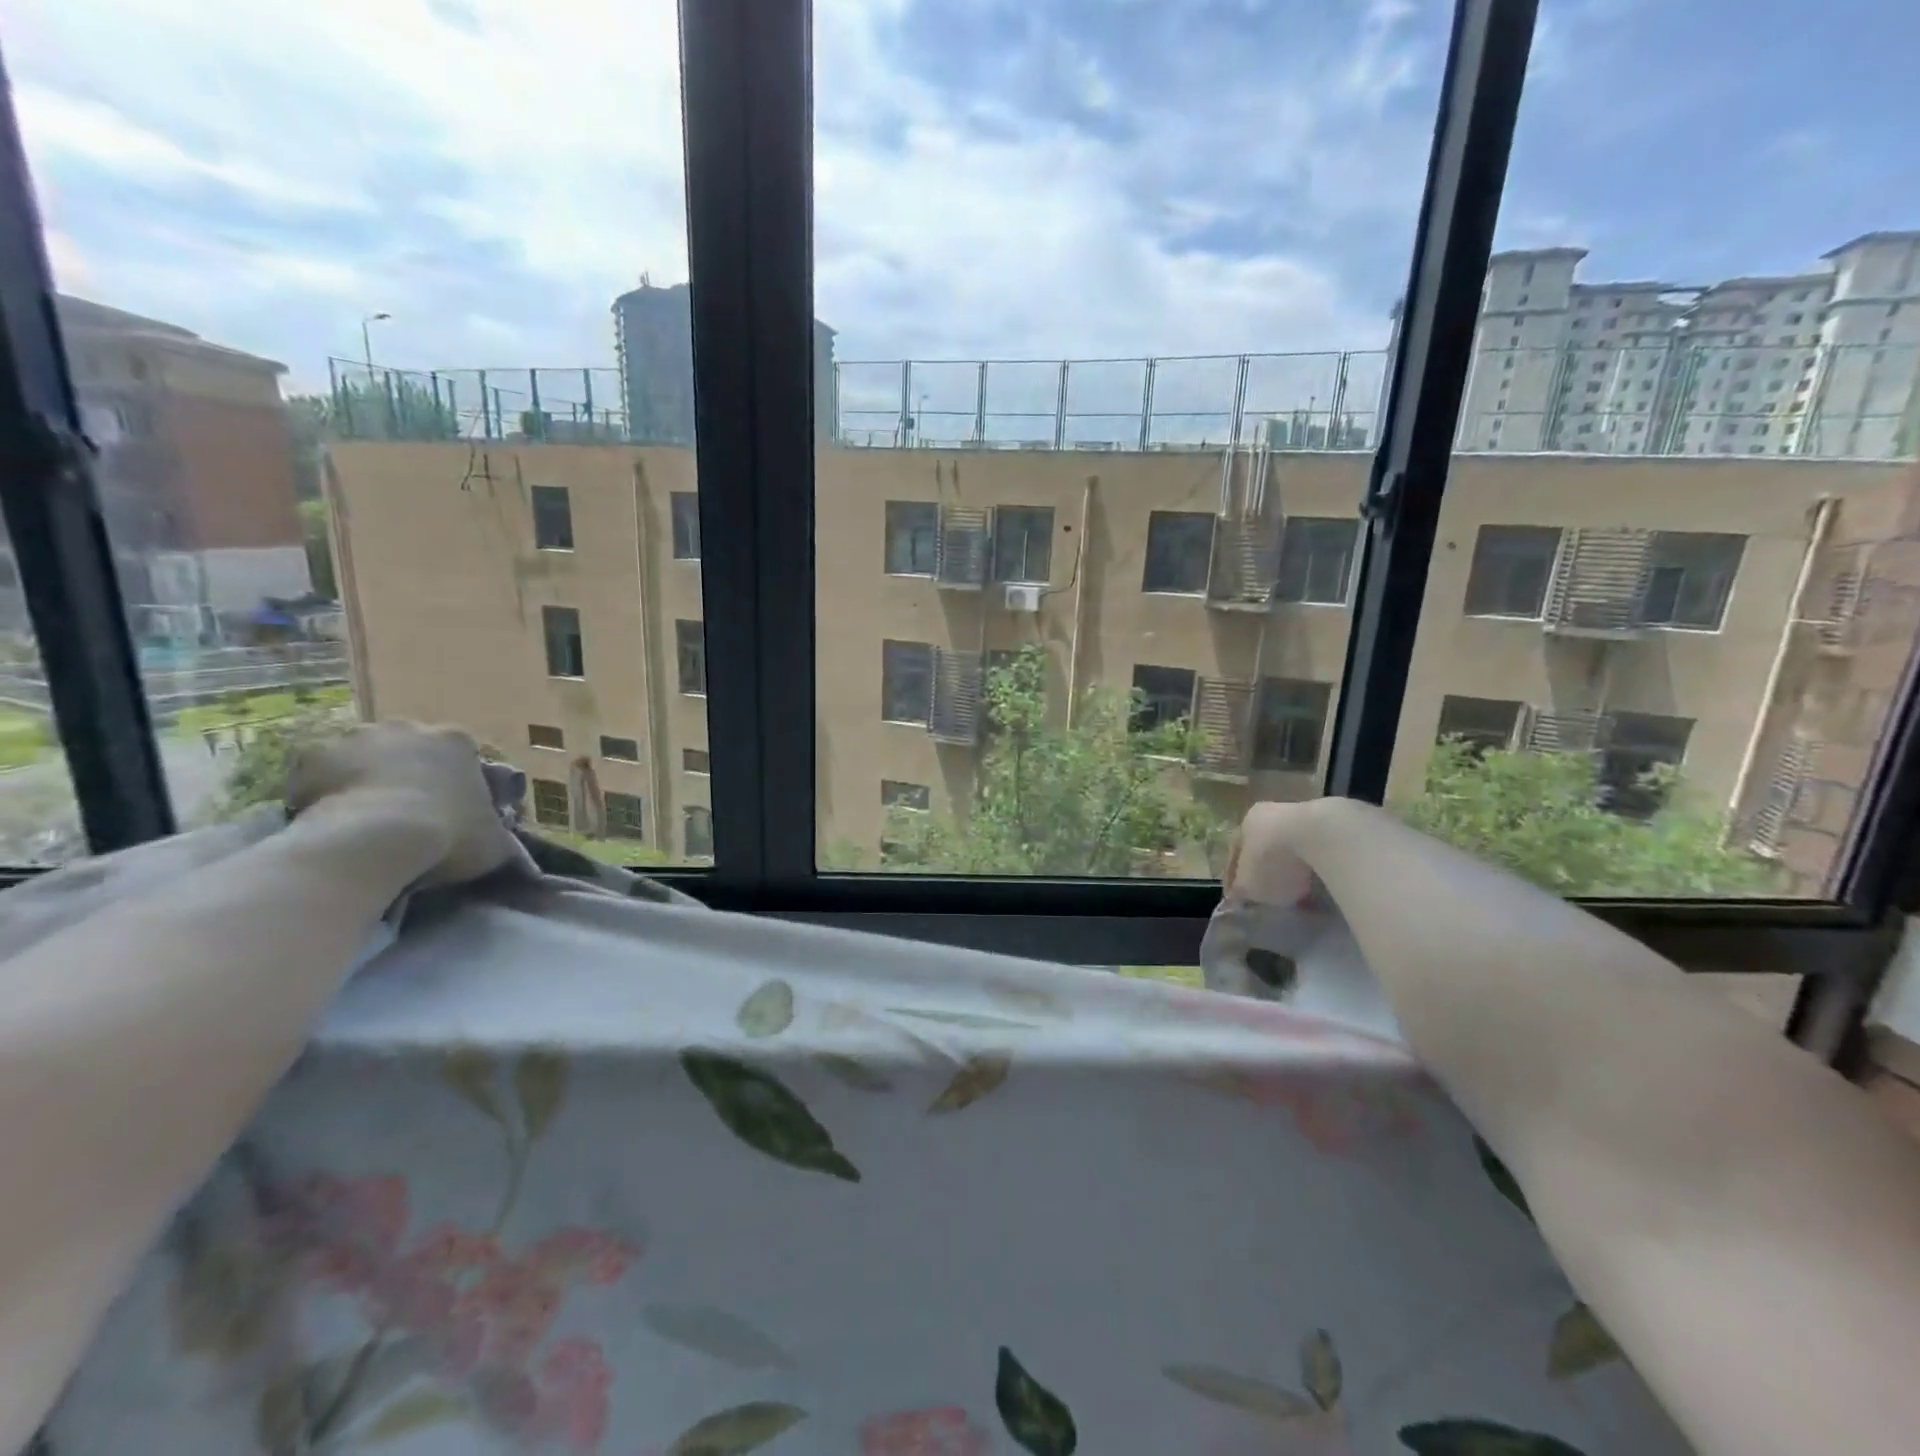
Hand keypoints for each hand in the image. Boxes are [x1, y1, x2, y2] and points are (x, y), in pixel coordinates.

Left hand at [286, 722, 518, 886]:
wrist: (375, 841)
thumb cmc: (449, 836)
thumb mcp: (494, 843)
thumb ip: (500, 835)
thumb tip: (502, 842)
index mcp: (458, 741)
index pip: (462, 755)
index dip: (456, 782)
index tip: (450, 809)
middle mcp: (409, 728)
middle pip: (409, 748)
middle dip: (408, 773)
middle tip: (406, 812)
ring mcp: (357, 738)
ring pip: (363, 755)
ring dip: (365, 777)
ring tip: (364, 817)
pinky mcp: (312, 756)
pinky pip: (318, 773)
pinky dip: (322, 790)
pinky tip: (329, 818)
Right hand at [1224, 799, 1348, 905]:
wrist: (1322, 837)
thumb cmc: (1274, 862)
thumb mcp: (1249, 886)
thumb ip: (1242, 891)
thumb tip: (1239, 896)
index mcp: (1245, 825)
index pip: (1236, 854)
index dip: (1235, 880)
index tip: (1240, 901)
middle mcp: (1271, 814)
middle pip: (1266, 847)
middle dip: (1268, 870)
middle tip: (1272, 895)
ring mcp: (1304, 816)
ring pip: (1294, 847)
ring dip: (1295, 867)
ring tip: (1302, 892)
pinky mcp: (1334, 823)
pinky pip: (1319, 850)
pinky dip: (1318, 866)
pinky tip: (1324, 884)